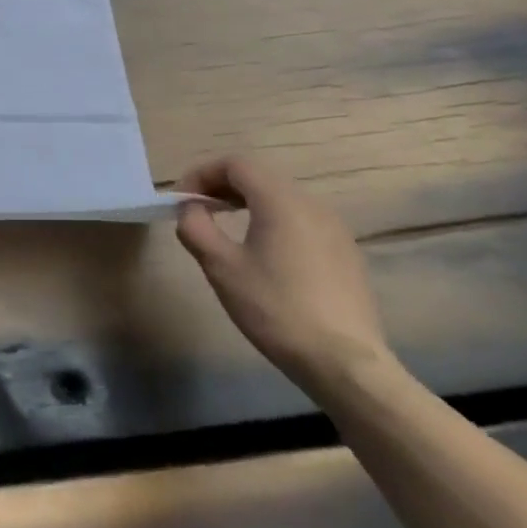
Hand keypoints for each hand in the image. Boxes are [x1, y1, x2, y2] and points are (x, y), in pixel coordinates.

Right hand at [175, 155, 395, 397]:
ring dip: (246, 203)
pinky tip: (261, 254)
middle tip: (196, 211)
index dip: (201, 174)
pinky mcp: (345, 254)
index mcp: (282, 202)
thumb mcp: (220, 266)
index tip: (181, 201)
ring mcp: (335, 230)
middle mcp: (313, 206)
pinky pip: (300, 221)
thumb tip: (190, 209)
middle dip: (221, 187)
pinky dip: (271, 221)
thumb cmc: (275, 308)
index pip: (236, 164)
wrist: (344, 363)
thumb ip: (195, 227)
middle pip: (260, 178)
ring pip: (281, 199)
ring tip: (224, 229)